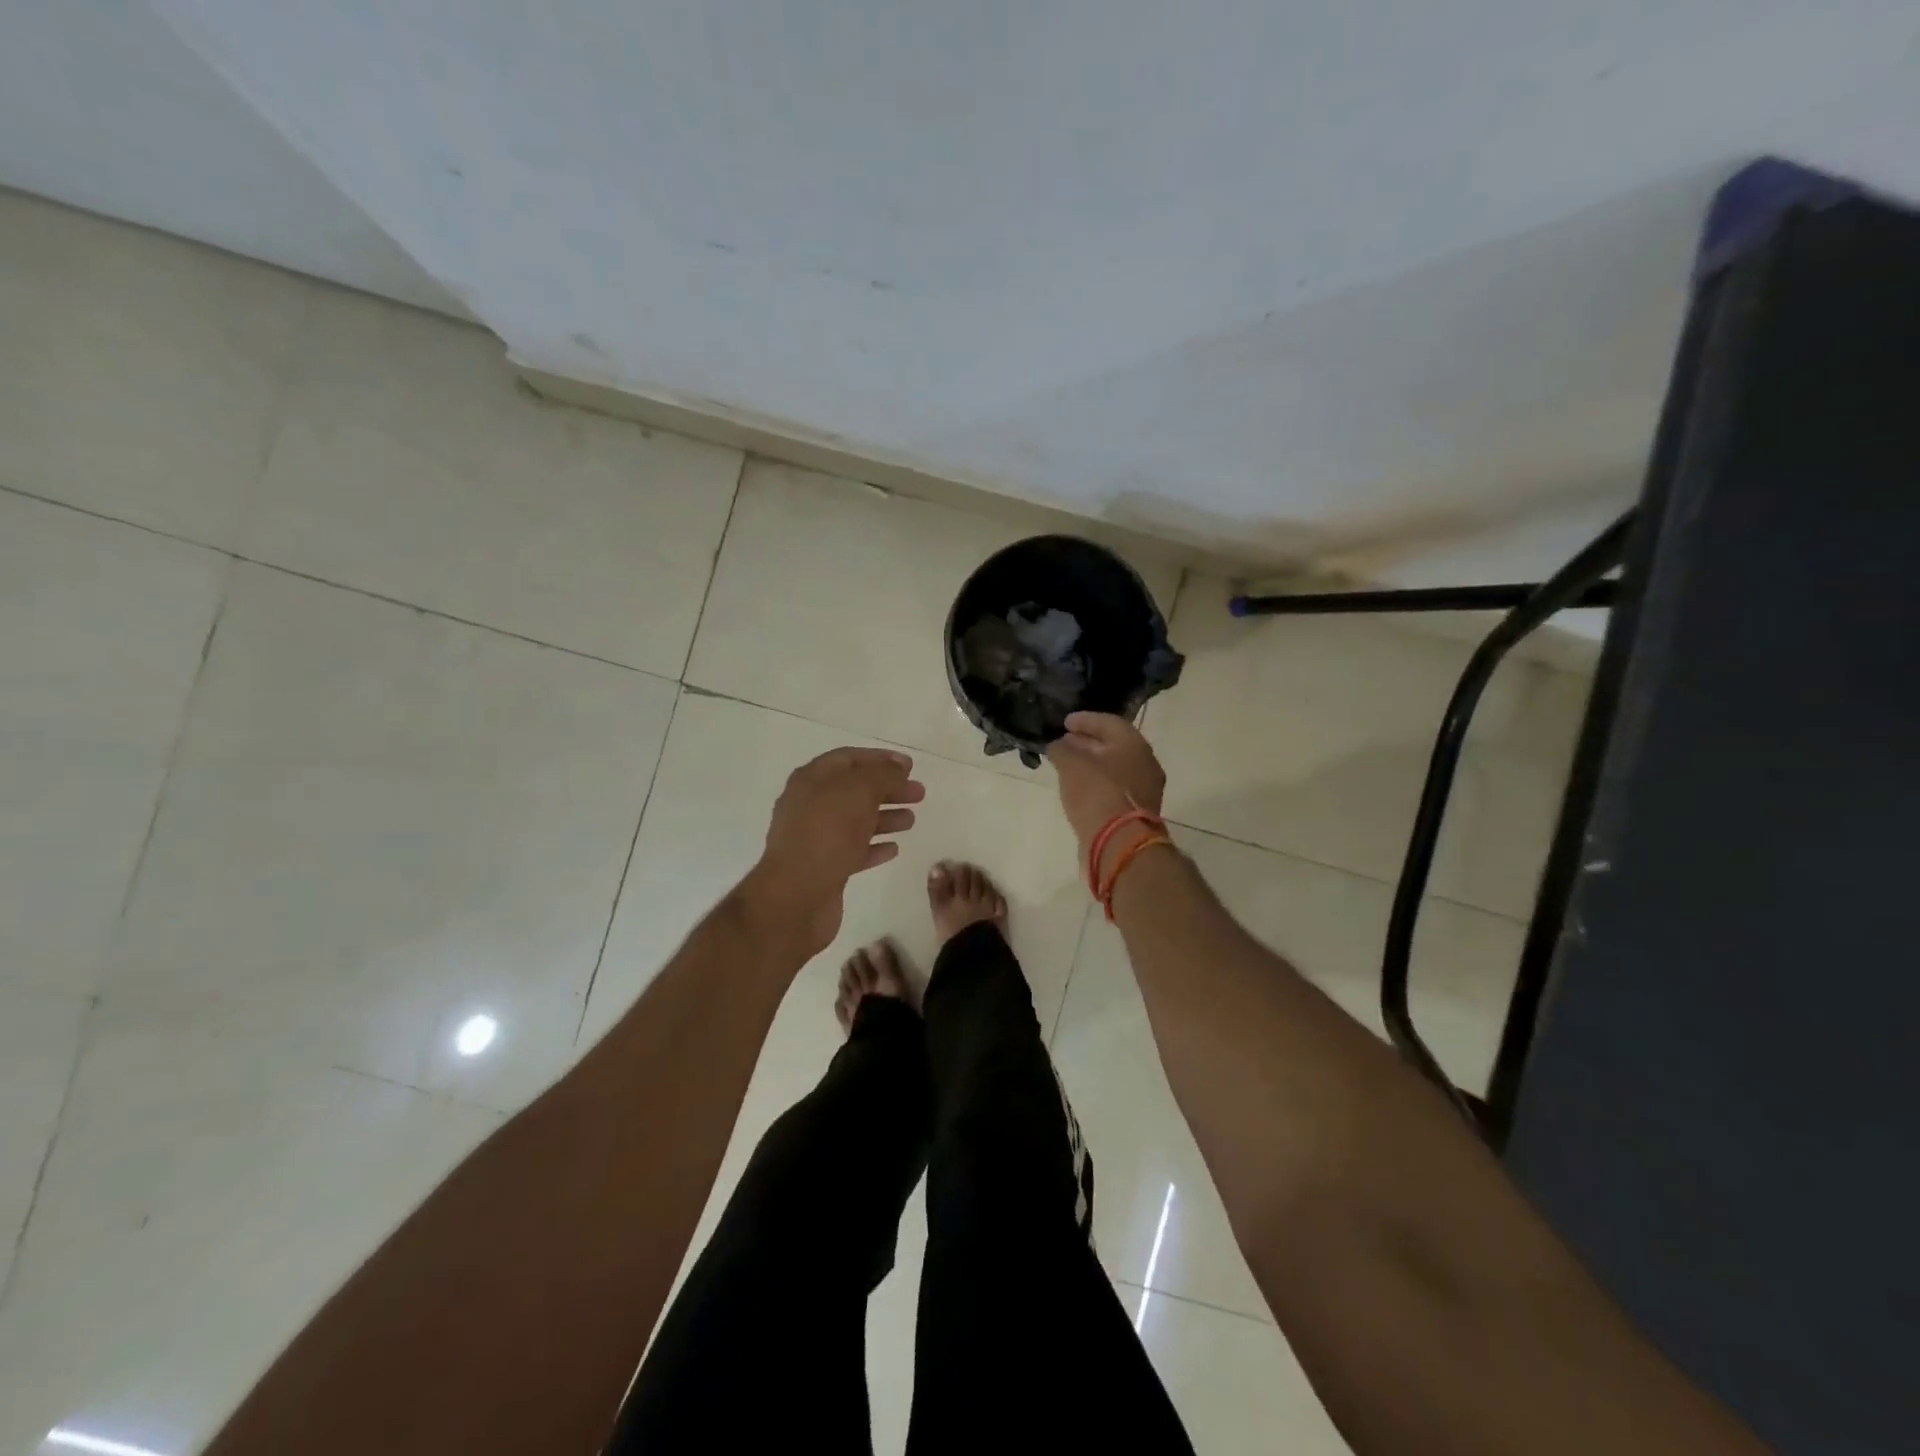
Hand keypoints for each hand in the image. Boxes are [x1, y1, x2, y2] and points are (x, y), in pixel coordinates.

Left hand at [740, 747, 925, 958]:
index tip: (910, 766)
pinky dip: (874, 846)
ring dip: (885, 817)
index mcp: (811, 780)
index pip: (848, 759)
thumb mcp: (858, 792)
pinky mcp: (824, 867)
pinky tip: (894, 848)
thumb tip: (897, 767)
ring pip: (855, 820)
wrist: (795, 897)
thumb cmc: (826, 834)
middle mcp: (810, 805)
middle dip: (888, 789)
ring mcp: (815, 838)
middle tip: (919, 793)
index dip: (880, 759)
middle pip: (854, 790)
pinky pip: (853, 850)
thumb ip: (882, 775)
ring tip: (911, 820)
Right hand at [1046, 712, 1166, 857]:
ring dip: (1091, 763)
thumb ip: (1062, 750)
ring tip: (1067, 764)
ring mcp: (1144, 790)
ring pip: (1114, 768)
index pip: (1109, 722)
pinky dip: (1096, 782)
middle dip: (1087, 742)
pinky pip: (1114, 788)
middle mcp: (1144, 764)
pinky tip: (1078, 787)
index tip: (1065, 722)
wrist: (1119, 843)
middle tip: (1064, 741)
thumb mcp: (1071, 765)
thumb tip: (1057, 745)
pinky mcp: (1136, 812)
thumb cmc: (1097, 793)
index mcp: (1134, 745)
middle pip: (1114, 745)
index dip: (1085, 720)